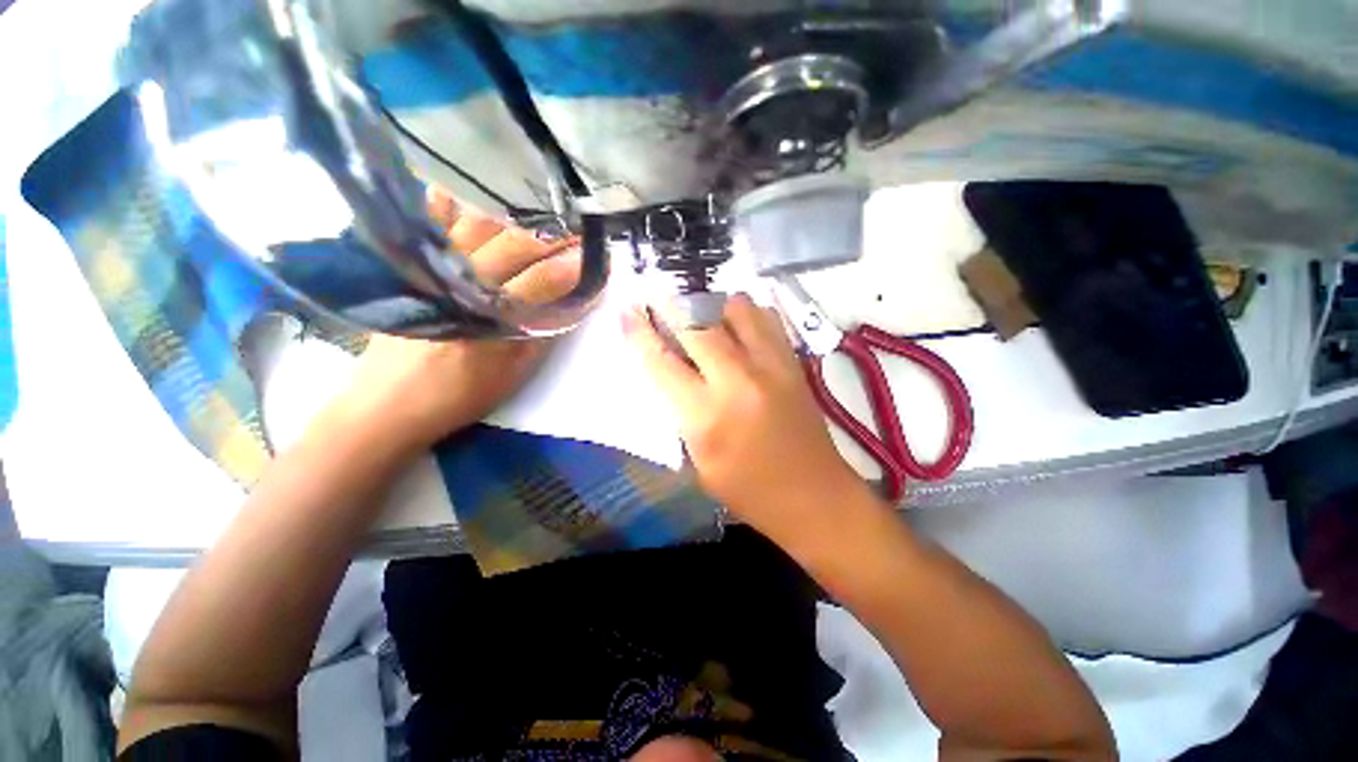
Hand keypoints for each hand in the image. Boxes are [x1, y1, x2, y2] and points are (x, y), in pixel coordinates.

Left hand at [333, 192, 580, 451]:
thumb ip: (544, 333)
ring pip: (476, 226)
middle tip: (577, 229)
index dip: (574, 266)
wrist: (389, 404)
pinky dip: (448, 203)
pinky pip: (428, 222)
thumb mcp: (515, 373)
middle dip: (552, 235)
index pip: (544, 280)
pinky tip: (467, 194)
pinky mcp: (408, 267)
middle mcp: (461, 283)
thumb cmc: (460, 393)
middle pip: (513, 245)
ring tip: (540, 214)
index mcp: (493, 317)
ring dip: (514, 216)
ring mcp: (430, 268)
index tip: (597, 256)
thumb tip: (574, 301)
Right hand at [623, 294, 869, 545]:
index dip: (640, 333)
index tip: (628, 311)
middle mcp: (738, 380)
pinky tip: (738, 328)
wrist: (814, 495)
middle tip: (660, 303)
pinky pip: (767, 318)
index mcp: (707, 415)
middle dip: (671, 308)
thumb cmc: (748, 489)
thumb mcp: (699, 460)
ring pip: (736, 308)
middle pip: (697, 324)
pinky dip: (747, 315)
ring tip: (704, 318)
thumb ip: (681, 413)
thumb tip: (670, 369)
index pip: (662, 362)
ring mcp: (771, 366)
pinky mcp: (794, 362)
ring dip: (713, 307)